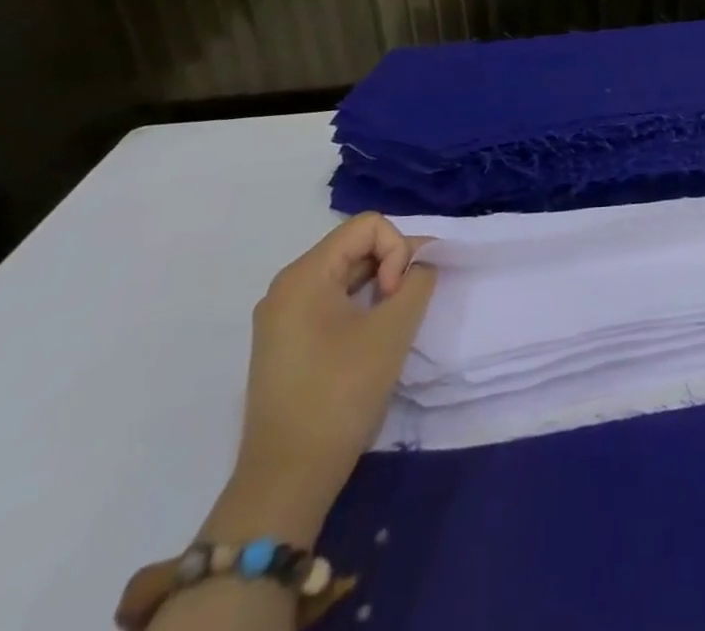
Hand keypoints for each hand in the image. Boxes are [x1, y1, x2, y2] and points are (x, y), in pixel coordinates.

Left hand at [227, 214, 437, 534]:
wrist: (287, 478)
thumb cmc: (341, 393)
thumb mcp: (394, 328)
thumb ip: (418, 280)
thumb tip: (421, 264)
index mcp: (303, 276)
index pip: (369, 226)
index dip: (397, 250)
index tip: (396, 296)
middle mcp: (286, 287)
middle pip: (356, 246)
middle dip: (390, 266)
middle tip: (401, 309)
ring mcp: (282, 317)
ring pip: (347, 274)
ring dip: (378, 287)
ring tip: (390, 325)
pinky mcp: (287, 342)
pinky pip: (332, 300)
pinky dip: (361, 306)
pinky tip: (371, 337)